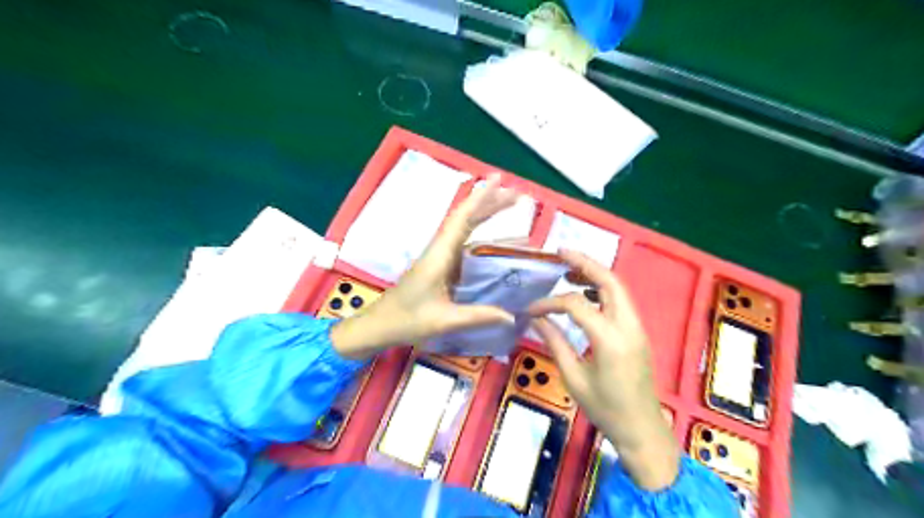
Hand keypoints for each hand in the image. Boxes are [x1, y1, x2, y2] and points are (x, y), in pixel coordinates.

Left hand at [332, 174, 518, 360]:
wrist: (379, 326)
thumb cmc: (406, 320)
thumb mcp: (444, 321)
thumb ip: (479, 316)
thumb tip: (513, 317)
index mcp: (439, 256)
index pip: (462, 219)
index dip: (481, 198)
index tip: (498, 180)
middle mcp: (440, 250)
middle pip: (466, 219)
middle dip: (491, 203)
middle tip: (518, 194)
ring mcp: (441, 258)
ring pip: (467, 231)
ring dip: (487, 217)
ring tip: (512, 209)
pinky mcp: (442, 268)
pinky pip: (467, 247)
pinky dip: (484, 239)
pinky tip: (498, 244)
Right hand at [527, 249, 677, 488]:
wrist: (642, 429)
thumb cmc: (605, 409)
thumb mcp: (574, 378)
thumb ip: (555, 342)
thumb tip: (535, 318)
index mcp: (610, 338)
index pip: (576, 304)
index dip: (549, 302)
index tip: (530, 309)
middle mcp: (628, 325)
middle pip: (609, 280)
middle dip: (584, 263)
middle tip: (560, 252)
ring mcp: (637, 327)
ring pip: (618, 287)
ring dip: (595, 273)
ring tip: (570, 269)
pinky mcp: (637, 332)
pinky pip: (621, 300)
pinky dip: (603, 288)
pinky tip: (586, 293)